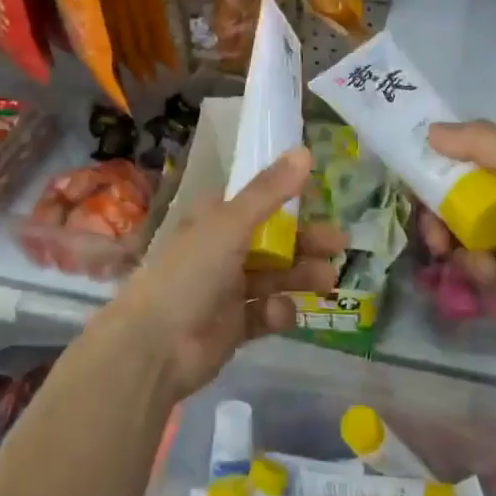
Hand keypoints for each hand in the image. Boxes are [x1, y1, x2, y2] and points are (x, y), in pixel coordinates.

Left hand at [109, 147, 343, 397]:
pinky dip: (276, 312)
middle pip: (274, 241)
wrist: (155, 345)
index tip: (320, 202)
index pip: (258, 203)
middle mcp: (222, 250)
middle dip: (307, 242)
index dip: (288, 201)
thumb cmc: (191, 272)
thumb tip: (305, 150)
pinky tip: (279, 313)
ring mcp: (227, 290)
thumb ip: (270, 191)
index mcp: (215, 220)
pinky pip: (264, 313)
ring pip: (274, 276)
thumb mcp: (231, 223)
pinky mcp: (233, 327)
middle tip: (340, 246)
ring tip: (327, 280)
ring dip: (300, 275)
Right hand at [427, 121, 495, 330]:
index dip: (435, 174)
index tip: (413, 188)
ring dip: (462, 253)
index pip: (463, 165)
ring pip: (468, 242)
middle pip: (458, 207)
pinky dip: (486, 276)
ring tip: (477, 265)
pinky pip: (488, 273)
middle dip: (439, 222)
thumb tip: (429, 132)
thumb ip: (478, 143)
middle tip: (435, 239)